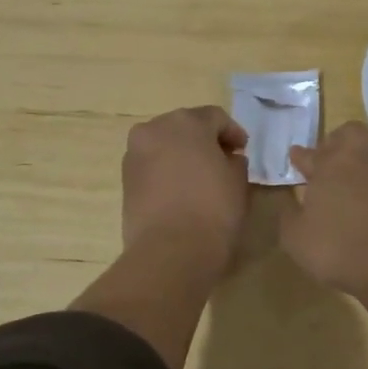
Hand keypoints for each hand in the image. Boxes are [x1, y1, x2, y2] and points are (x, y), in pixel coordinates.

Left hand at [121, 106, 251, 274]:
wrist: (170, 251)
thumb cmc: (213, 209)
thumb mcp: (238, 182)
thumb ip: (234, 161)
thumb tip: (227, 159)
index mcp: (186, 122)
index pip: (215, 117)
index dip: (232, 133)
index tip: (242, 151)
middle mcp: (155, 129)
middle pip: (185, 127)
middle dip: (204, 140)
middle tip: (222, 161)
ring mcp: (135, 154)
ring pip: (164, 145)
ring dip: (182, 155)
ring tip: (199, 178)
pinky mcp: (125, 179)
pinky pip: (152, 166)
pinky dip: (166, 171)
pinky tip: (180, 191)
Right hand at [281, 122, 367, 303]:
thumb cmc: (339, 249)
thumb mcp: (295, 237)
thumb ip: (287, 211)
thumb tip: (287, 196)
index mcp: (329, 162)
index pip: (309, 153)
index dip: (300, 158)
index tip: (296, 160)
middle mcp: (361, 156)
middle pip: (348, 135)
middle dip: (334, 144)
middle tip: (325, 163)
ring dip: (357, 158)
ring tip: (346, 179)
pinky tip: (366, 195)